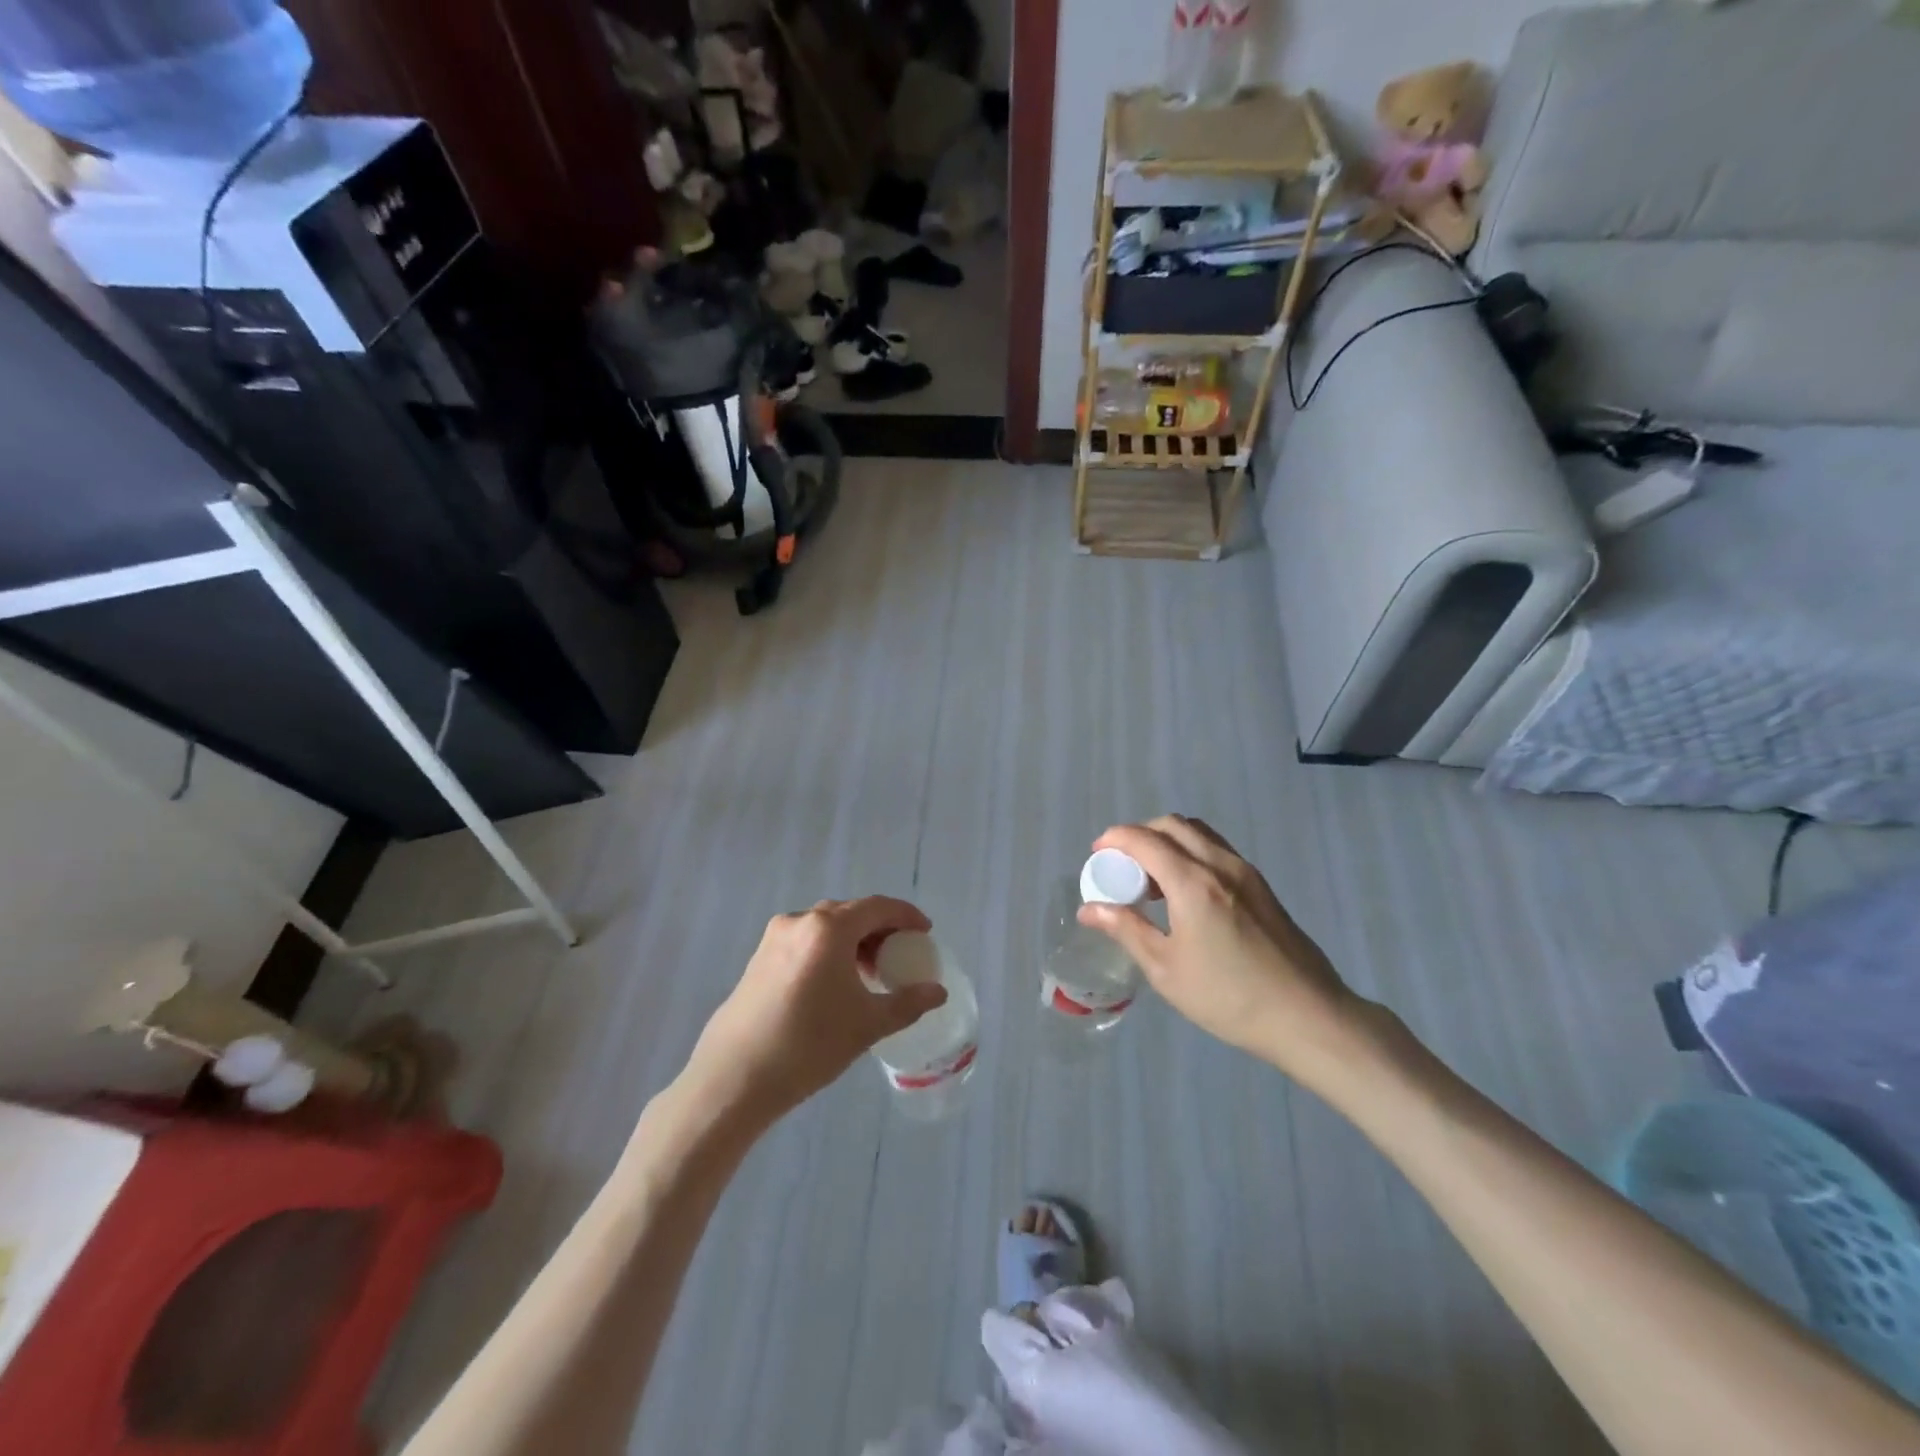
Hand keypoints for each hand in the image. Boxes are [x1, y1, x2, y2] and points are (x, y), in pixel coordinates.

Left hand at [685, 897, 946, 1125]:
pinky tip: (834, 983)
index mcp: (829, 929)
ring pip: (825, 926)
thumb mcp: (867, 1025)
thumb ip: (907, 1003)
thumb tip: (938, 992)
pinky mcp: (758, 958)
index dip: (906, 916)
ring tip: (869, 971)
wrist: (734, 1078)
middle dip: (879, 928)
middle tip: (900, 954)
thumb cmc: (808, 1046)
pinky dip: (828, 950)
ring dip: (852, 940)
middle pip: (850, 912)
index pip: (877, 907)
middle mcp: (800, 921)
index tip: (925, 933)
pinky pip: (805, 941)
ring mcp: (774, 938)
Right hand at [1079, 816, 1364, 1081]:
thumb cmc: (1228, 997)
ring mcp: (1246, 873)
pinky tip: (1184, 893)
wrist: (1308, 1017)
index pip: (1144, 840)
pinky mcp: (1262, 887)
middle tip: (1121, 865)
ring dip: (1167, 841)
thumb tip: (1089, 909)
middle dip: (1140, 834)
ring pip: (1198, 834)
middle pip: (1173, 825)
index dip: (1115, 839)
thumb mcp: (1166, 969)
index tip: (1096, 855)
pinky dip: (1190, 853)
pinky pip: (1216, 850)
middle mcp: (1220, 864)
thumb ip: (1126, 929)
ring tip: (1151, 878)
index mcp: (1193, 882)